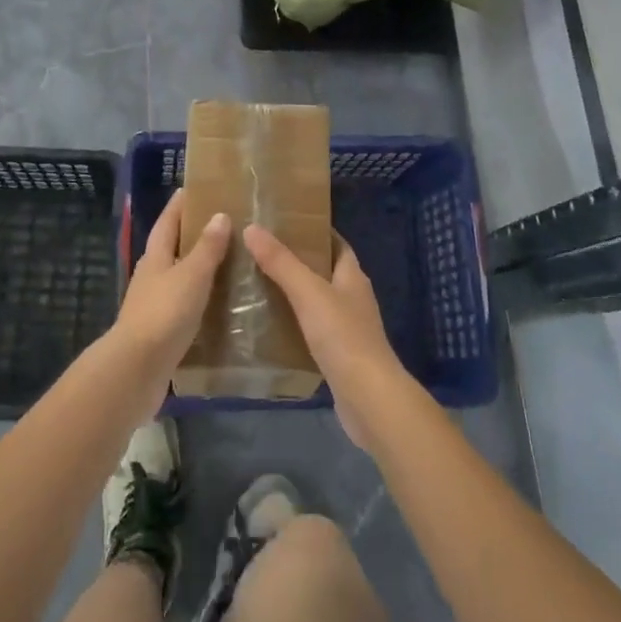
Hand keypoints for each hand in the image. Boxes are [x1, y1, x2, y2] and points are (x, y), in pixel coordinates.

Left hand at [114, 190, 230, 387]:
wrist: (136, 368)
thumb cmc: (165, 313)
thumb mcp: (192, 275)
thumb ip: (207, 248)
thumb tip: (219, 214)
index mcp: (156, 257)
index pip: (167, 222)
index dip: (178, 206)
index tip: (192, 189)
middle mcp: (150, 276)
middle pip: (169, 248)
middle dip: (189, 235)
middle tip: (218, 224)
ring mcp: (152, 305)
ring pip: (175, 277)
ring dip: (194, 268)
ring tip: (223, 263)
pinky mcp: (158, 331)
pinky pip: (181, 305)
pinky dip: (196, 298)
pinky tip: (214, 304)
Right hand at [243, 225, 411, 451]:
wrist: (368, 398)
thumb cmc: (343, 336)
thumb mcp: (308, 292)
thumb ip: (281, 262)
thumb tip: (252, 228)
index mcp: (352, 277)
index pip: (336, 244)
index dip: (315, 232)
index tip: (286, 223)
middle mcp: (354, 298)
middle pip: (326, 271)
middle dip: (299, 261)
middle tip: (263, 252)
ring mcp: (349, 329)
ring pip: (318, 302)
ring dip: (295, 294)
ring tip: (259, 285)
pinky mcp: (340, 356)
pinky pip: (314, 330)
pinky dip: (295, 324)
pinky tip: (271, 326)